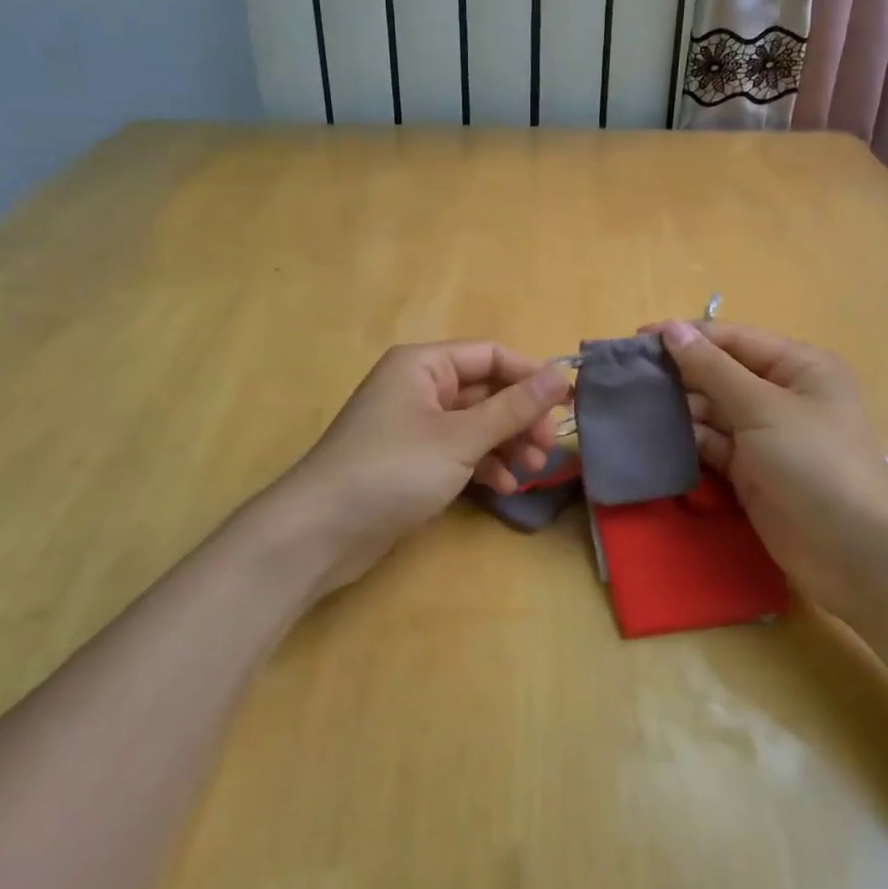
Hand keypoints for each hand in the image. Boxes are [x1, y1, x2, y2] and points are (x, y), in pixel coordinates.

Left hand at [278, 342, 571, 590]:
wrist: (320, 533)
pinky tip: (504, 487)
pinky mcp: (412, 460)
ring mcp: (414, 425)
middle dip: (519, 418)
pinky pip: (458, 451)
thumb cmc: (393, 469)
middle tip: (548, 448)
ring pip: (475, 424)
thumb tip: (561, 375)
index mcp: (424, 365)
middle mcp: (419, 387)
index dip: (530, 376)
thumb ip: (513, 407)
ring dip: (506, 444)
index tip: (567, 404)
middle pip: (485, 391)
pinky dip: (482, 465)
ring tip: (532, 471)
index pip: (490, 355)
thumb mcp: (460, 438)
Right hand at [648, 320, 887, 616]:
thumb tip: (671, 329)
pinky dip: (688, 439)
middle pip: (721, 373)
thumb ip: (712, 368)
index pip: (733, 340)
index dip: (687, 337)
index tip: (637, 339)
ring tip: (631, 402)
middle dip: (678, 373)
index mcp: (798, 366)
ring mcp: (767, 435)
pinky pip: (713, 444)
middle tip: (626, 375)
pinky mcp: (752, 471)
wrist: (853, 554)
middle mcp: (782, 394)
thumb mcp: (762, 407)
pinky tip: (653, 434)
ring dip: (678, 406)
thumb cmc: (814, 462)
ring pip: (713, 410)